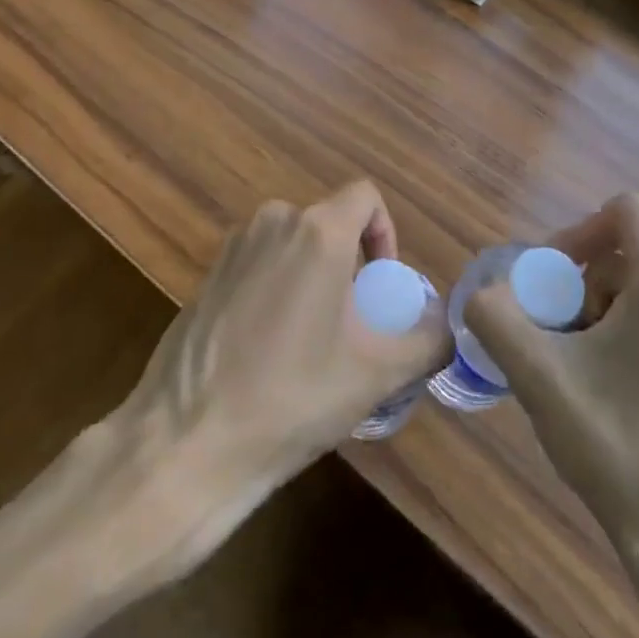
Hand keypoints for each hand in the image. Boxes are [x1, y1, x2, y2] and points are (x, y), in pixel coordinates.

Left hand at [129, 179, 448, 491]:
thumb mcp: (377, 374)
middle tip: (352, 323)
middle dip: (349, 263)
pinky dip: (277, 288)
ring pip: (293, 244)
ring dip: (313, 277)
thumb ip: (428, 341)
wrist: (189, 441)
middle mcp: (274, 221)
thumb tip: (449, 327)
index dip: (385, 233)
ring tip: (313, 341)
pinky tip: (268, 349)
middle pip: (329, 223)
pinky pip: (260, 264)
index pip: (365, 196)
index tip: (380, 286)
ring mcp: (234, 246)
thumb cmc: (293, 396)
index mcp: (317, 231)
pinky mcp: (208, 274)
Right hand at [463, 193, 638, 584]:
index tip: (552, 280)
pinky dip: (637, 335)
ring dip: (606, 311)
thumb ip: (496, 317)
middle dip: (584, 283)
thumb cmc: (620, 452)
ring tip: (585, 370)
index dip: (578, 230)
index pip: (625, 209)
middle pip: (631, 252)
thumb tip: (484, 294)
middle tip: (560, 337)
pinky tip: (619, 394)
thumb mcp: (539, 378)